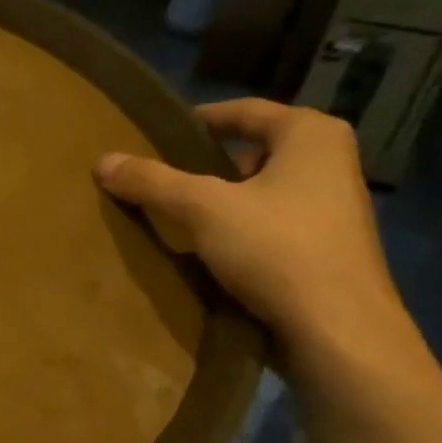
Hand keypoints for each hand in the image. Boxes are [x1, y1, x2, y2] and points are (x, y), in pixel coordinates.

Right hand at [95, 99, 410, 360]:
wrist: (339, 331)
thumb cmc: (277, 249)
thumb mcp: (203, 209)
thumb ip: (153, 182)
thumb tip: (103, 162)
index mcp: (312, 135)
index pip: (246, 111)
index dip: (199, 120)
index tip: (159, 134)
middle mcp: (331, 162)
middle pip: (254, 151)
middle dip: (208, 163)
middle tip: (162, 176)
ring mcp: (335, 208)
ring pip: (263, 190)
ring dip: (223, 199)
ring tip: (176, 214)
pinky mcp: (329, 248)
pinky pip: (272, 223)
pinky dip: (240, 228)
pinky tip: (209, 249)